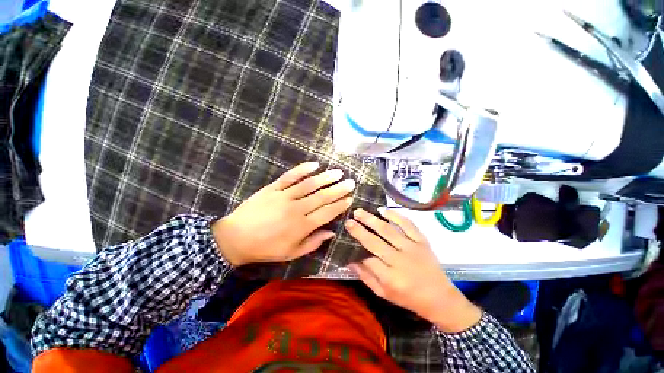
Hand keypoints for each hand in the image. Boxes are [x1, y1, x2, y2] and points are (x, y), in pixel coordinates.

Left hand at [212, 162, 354, 266]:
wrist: (236, 238)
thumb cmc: (266, 248)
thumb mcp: (292, 253)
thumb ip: (313, 242)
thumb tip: (331, 233)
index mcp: (302, 226)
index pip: (327, 213)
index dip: (340, 205)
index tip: (350, 198)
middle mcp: (297, 209)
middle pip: (322, 197)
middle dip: (338, 189)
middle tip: (351, 182)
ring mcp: (284, 196)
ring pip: (309, 185)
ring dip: (325, 178)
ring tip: (338, 172)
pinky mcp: (273, 188)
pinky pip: (289, 177)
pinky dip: (302, 170)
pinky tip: (314, 165)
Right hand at [345, 208, 481, 332]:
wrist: (440, 298)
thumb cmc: (408, 298)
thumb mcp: (383, 294)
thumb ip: (366, 277)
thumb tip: (350, 260)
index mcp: (390, 278)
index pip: (367, 259)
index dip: (355, 247)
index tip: (345, 235)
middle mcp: (400, 261)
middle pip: (375, 242)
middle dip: (360, 230)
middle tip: (348, 220)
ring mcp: (412, 248)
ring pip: (388, 230)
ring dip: (372, 220)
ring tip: (359, 211)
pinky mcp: (422, 241)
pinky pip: (408, 225)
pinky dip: (395, 215)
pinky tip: (383, 210)